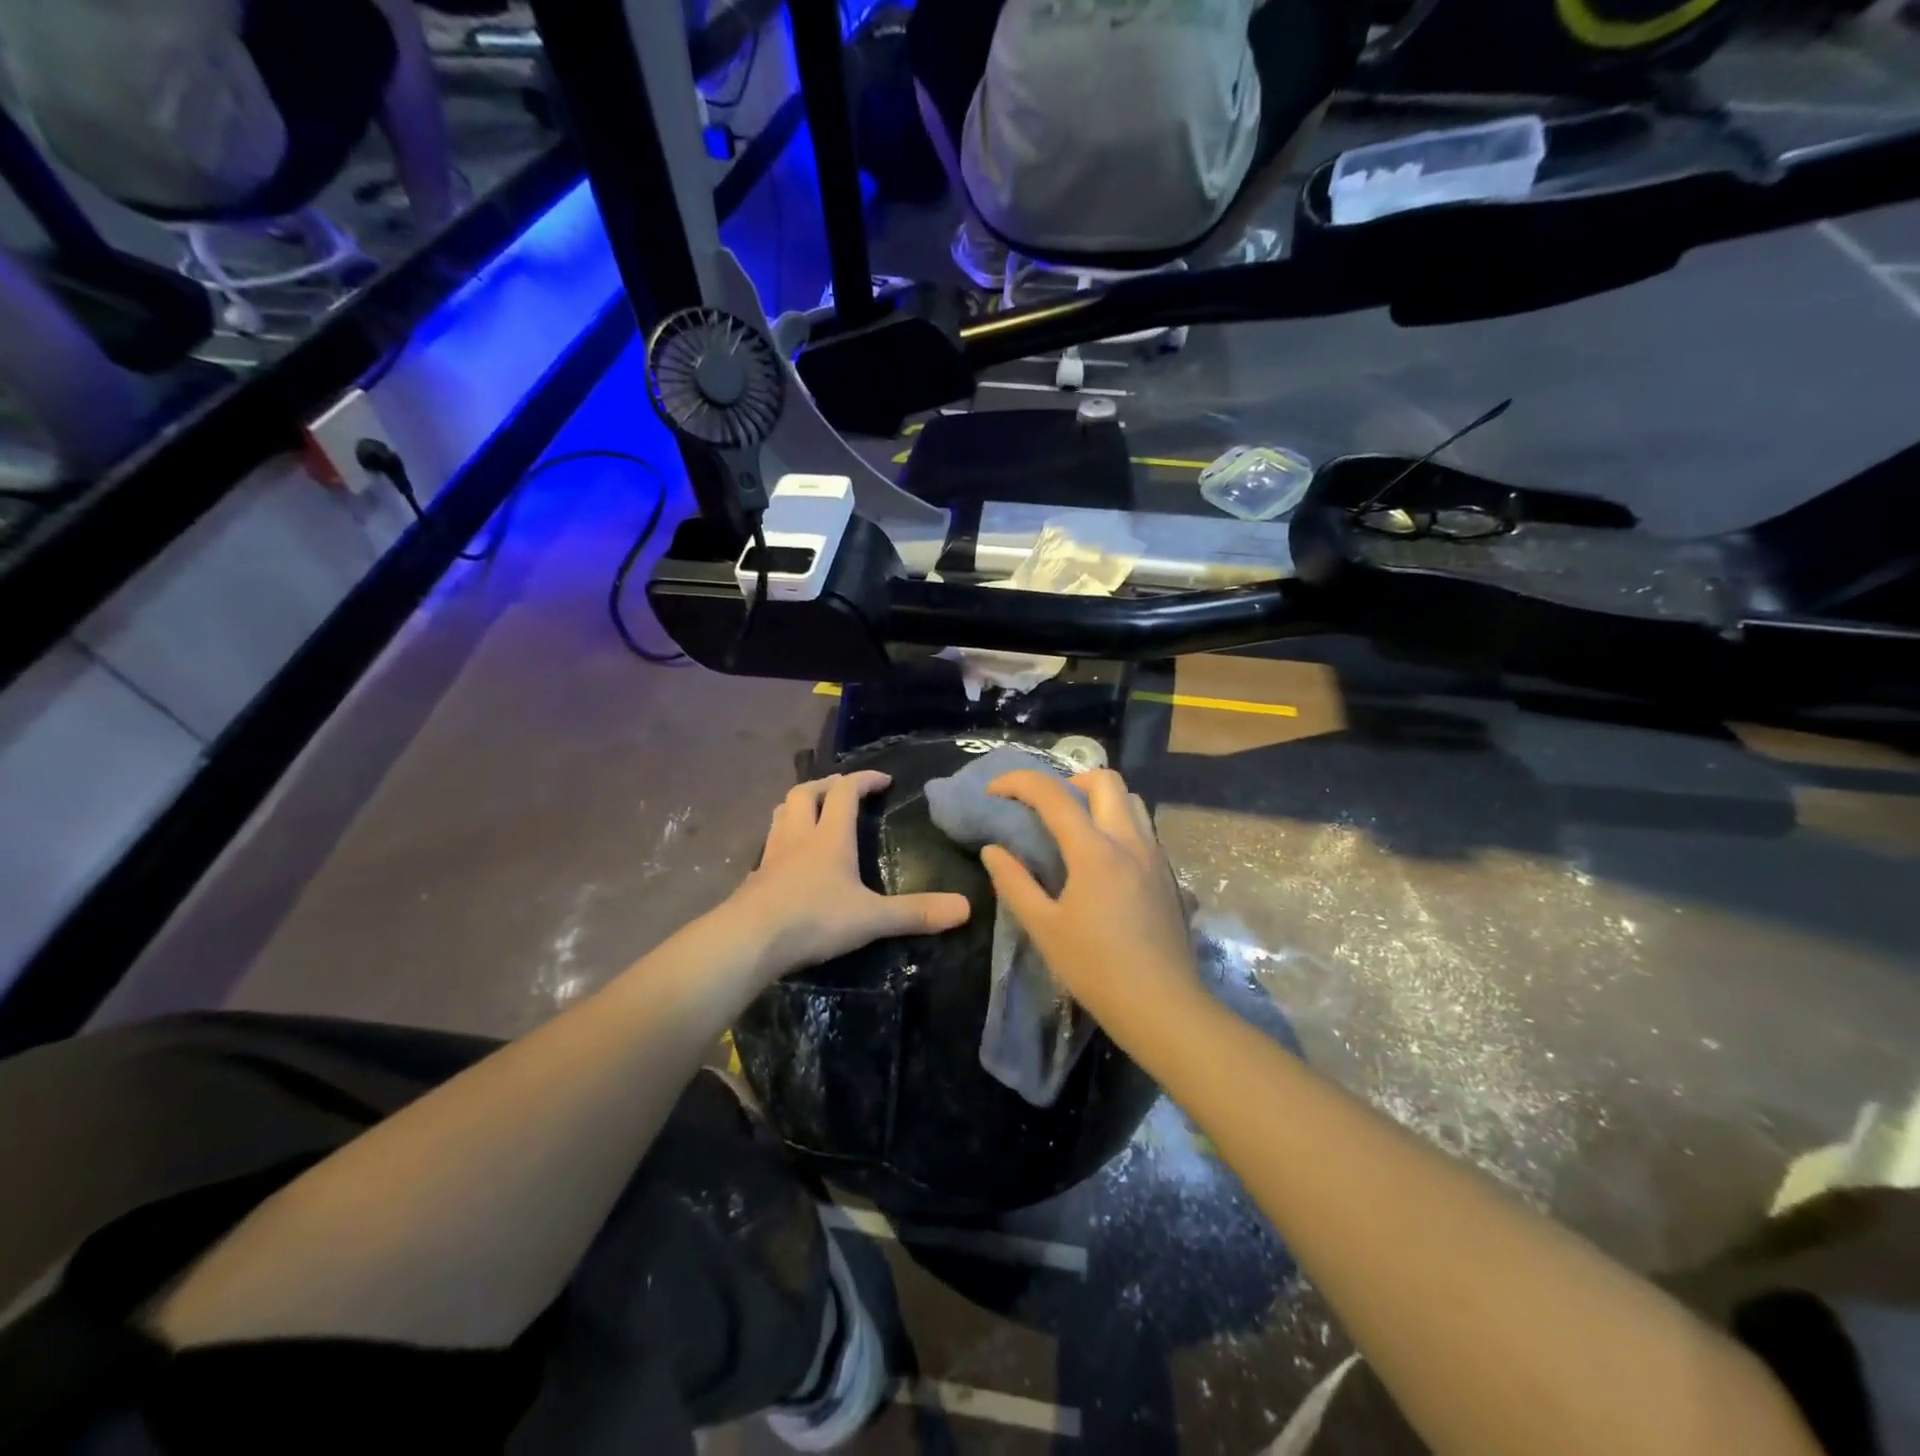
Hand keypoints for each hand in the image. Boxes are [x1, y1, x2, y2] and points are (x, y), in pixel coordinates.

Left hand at [729, 772, 971, 981]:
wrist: (748, 941)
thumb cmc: (813, 920)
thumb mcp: (871, 918)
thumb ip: (915, 913)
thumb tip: (965, 909)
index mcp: (829, 837)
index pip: (845, 791)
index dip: (864, 779)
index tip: (883, 779)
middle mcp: (798, 837)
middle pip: (806, 793)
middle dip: (826, 785)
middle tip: (843, 790)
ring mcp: (772, 856)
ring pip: (781, 814)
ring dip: (799, 805)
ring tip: (813, 812)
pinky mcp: (755, 879)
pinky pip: (770, 845)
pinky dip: (783, 839)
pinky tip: (790, 859)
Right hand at [980, 769, 1199, 1041]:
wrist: (1163, 1007)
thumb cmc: (1096, 969)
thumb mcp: (1043, 928)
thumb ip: (1014, 882)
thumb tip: (993, 849)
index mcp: (1095, 850)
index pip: (1053, 794)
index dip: (1019, 782)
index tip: (995, 791)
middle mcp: (1130, 841)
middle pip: (1104, 779)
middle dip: (1067, 780)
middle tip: (1043, 808)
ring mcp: (1155, 856)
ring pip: (1130, 800)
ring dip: (1098, 799)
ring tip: (1073, 829)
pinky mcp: (1168, 874)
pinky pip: (1142, 828)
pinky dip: (1116, 824)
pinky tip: (1101, 861)